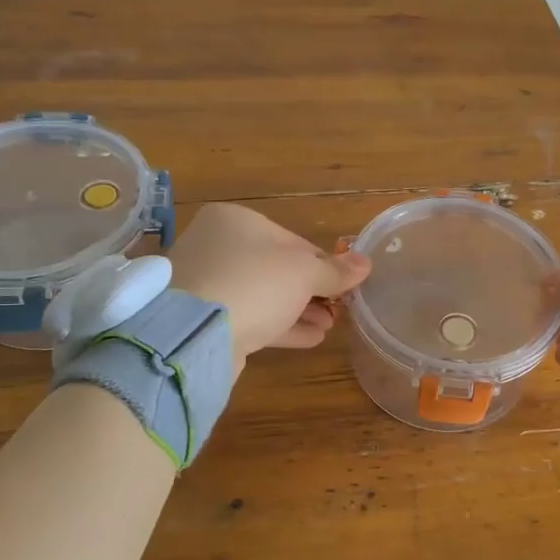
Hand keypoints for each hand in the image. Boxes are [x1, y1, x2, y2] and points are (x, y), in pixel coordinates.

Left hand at [168, 204, 371, 371]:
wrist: (194, 334)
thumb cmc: (255, 284)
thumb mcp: (304, 273)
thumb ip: (335, 270)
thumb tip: (365, 263)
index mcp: (236, 221)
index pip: (293, 240)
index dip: (324, 263)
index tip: (345, 284)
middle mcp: (216, 246)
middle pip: (277, 269)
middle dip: (312, 291)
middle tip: (339, 309)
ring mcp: (207, 284)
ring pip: (263, 295)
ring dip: (299, 310)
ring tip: (329, 325)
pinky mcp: (202, 319)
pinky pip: (249, 317)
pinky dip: (280, 326)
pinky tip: (311, 338)